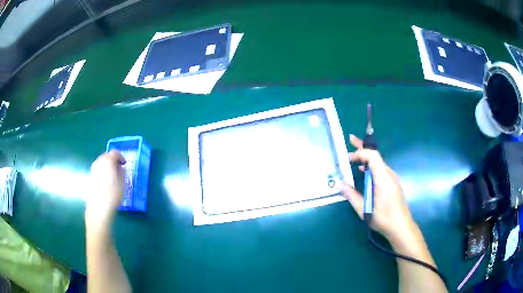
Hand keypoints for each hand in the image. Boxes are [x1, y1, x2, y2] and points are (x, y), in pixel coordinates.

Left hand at [85, 150, 125, 226]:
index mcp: (108, 161)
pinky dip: (102, 171)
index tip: (124, 164)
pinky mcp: (90, 176)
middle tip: (119, 168)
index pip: (115, 153)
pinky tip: (106, 180)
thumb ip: (122, 172)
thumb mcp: (122, 183)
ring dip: (107, 165)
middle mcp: (99, 162)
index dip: (121, 157)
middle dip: (113, 160)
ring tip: (112, 175)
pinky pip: (98, 169)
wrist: (99, 207)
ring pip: (101, 162)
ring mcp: (93, 168)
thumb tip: (120, 168)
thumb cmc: (113, 194)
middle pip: (106, 156)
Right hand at [341, 135, 415, 244]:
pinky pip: (381, 170)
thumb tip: (340, 184)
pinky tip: (364, 174)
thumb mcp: (363, 209)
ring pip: (378, 163)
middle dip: (362, 147)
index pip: (372, 156)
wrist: (401, 227)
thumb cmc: (383, 218)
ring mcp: (392, 179)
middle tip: (351, 139)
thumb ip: (351, 195)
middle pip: (376, 156)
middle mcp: (389, 174)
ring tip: (354, 158)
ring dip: (366, 159)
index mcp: (383, 178)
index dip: (360, 153)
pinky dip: (371, 167)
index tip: (348, 158)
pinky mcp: (392, 184)